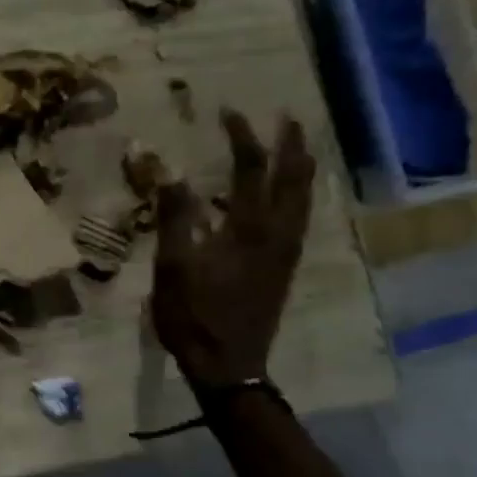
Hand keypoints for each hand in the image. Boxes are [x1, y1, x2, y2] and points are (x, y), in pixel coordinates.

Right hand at [151, 109, 315, 390]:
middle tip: (287, 116)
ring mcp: (286, 251)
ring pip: (304, 198)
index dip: (242, 136)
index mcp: (248, 228)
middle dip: (292, 143)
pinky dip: (298, 194)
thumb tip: (171, 173)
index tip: (229, 112)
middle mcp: (278, 232)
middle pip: (294, 177)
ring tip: (296, 146)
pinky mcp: (285, 267)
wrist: (228, 365)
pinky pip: (300, 217)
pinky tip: (288, 196)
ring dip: (301, 166)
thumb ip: (174, 218)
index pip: (251, 168)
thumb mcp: (173, 266)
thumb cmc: (194, 315)